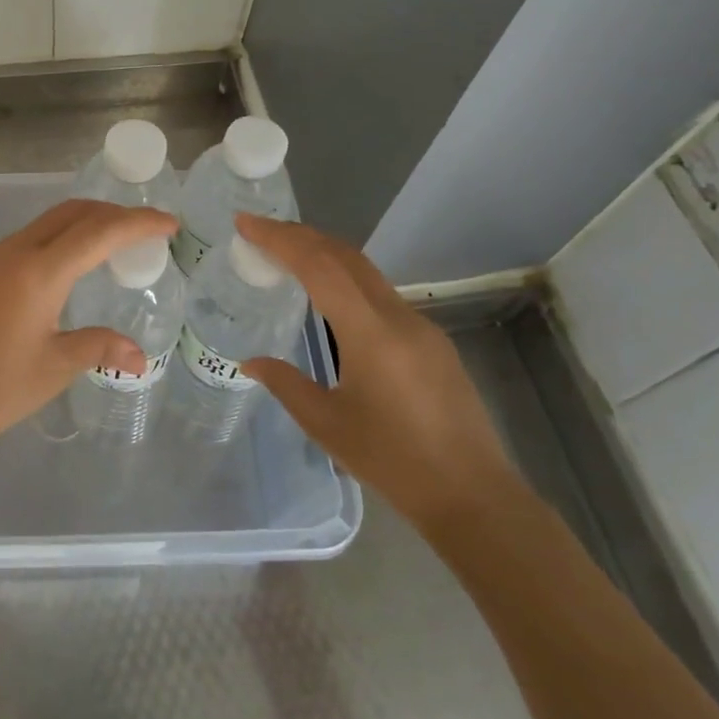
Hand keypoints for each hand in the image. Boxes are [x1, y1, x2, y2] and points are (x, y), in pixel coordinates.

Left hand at [0, 199, 177, 471]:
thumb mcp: (53, 369)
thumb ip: (99, 348)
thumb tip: (140, 357)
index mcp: (35, 274)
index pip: (98, 232)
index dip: (138, 223)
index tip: (169, 223)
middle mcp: (8, 254)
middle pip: (68, 214)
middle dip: (110, 214)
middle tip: (142, 231)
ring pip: (41, 226)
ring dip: (79, 228)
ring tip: (108, 249)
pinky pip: (18, 245)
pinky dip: (50, 245)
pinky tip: (60, 272)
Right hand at [235, 215, 520, 533]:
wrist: (472, 495)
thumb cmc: (392, 461)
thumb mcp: (326, 424)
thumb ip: (285, 384)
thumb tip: (250, 362)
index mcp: (370, 333)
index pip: (319, 267)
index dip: (279, 239)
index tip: (245, 223)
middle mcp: (399, 317)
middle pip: (345, 256)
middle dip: (300, 235)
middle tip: (260, 230)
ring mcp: (421, 326)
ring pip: (366, 271)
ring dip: (324, 254)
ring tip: (286, 254)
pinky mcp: (431, 341)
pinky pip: (380, 294)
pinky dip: (346, 279)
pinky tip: (329, 297)